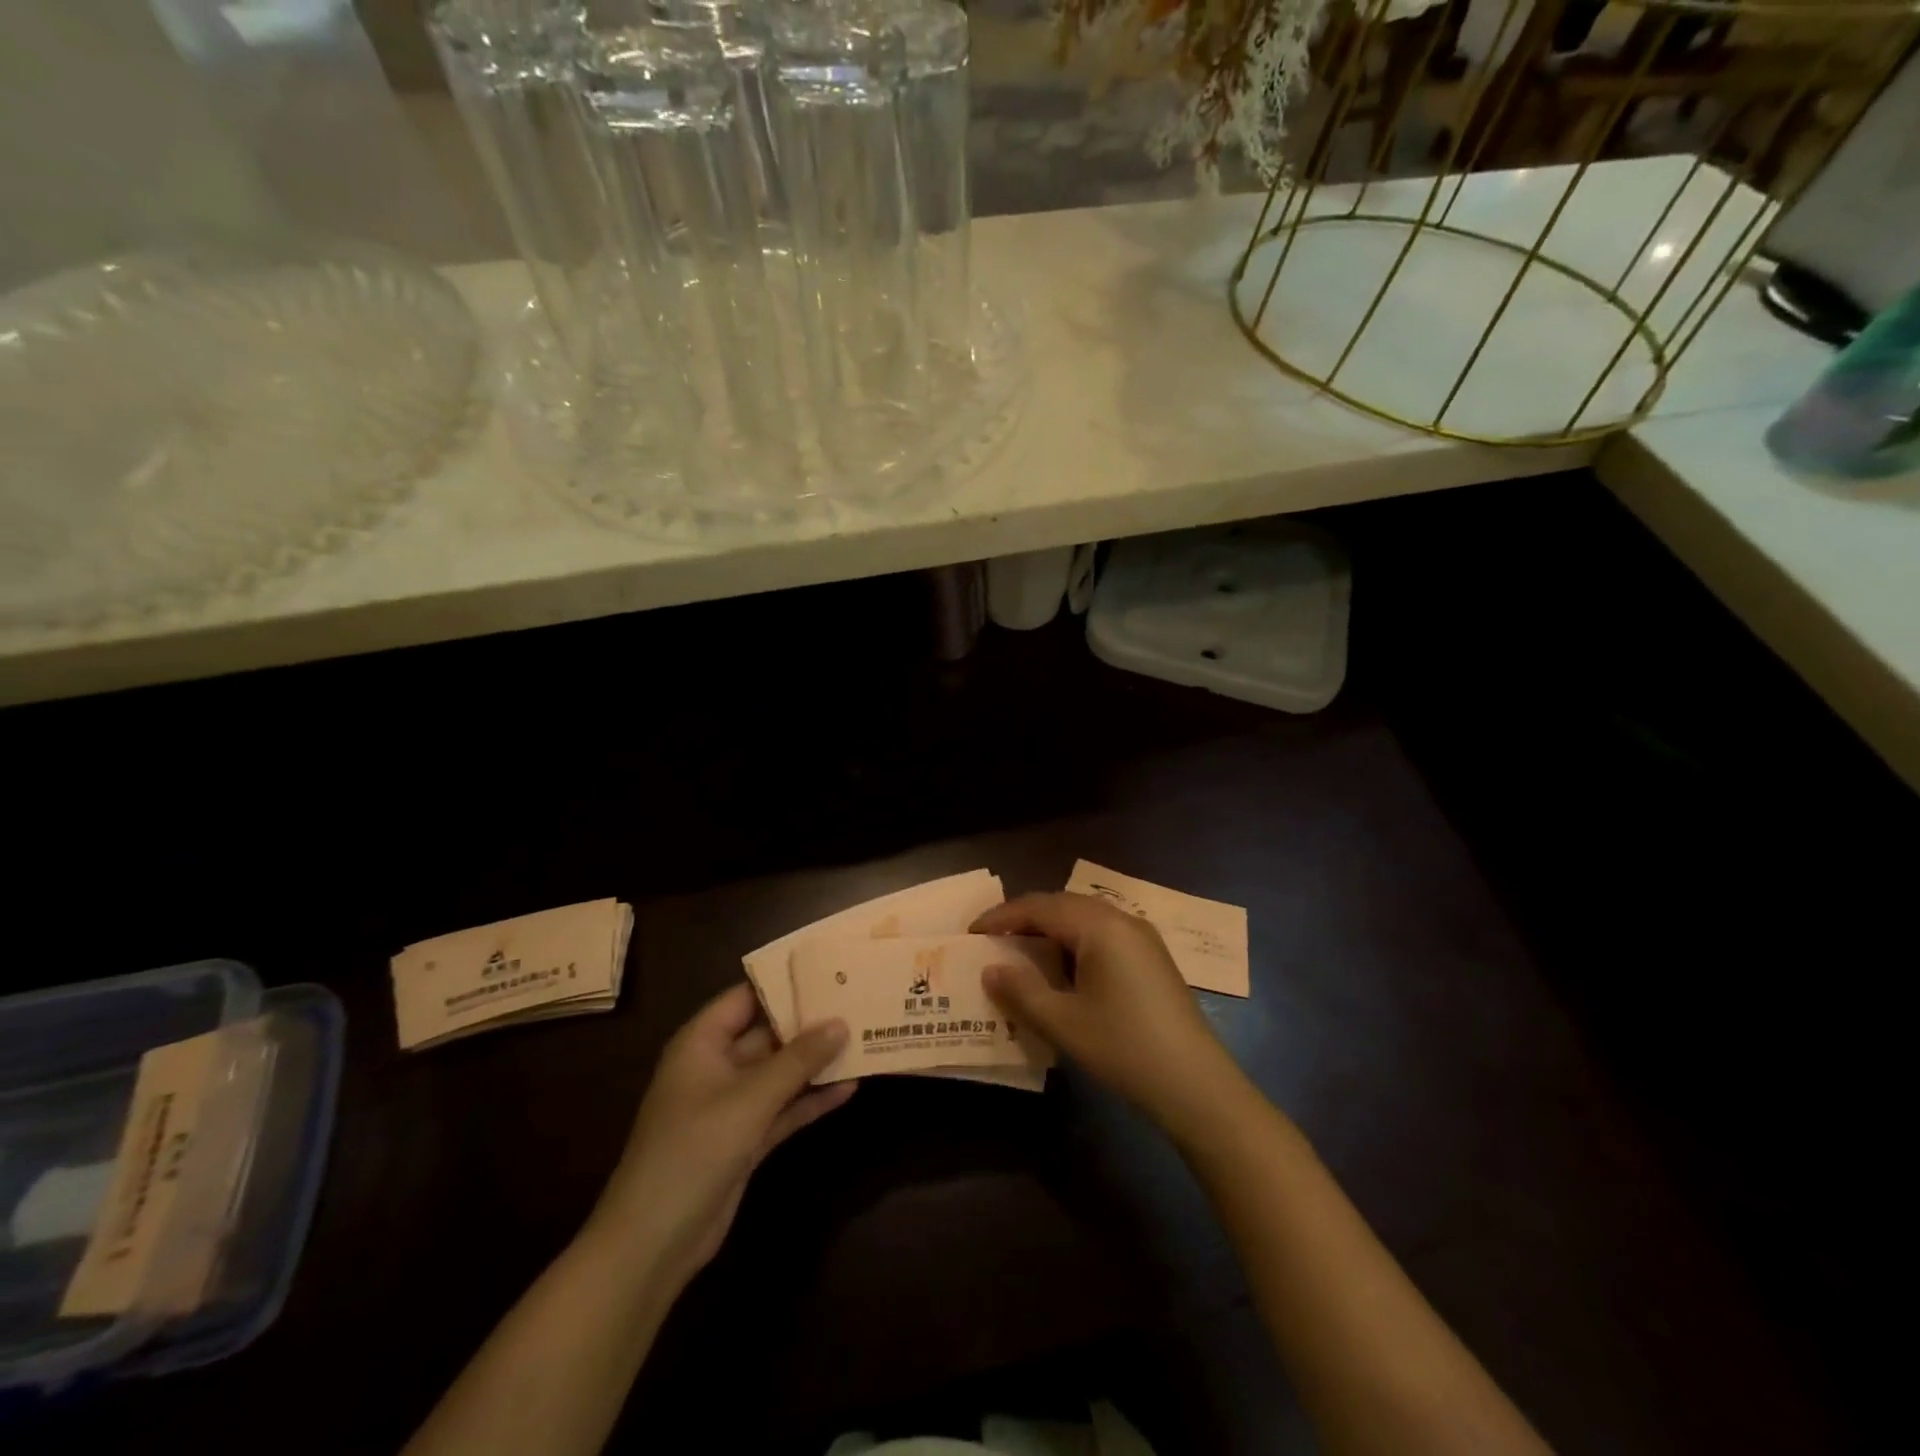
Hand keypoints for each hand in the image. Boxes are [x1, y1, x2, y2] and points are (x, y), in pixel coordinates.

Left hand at [585, 984, 853, 1288]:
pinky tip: (849, 1089)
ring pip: (779, 1072)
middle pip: (767, 1034)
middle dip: (809, 1023)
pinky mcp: (744, 1139)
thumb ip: (798, 1059)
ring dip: (815, 1063)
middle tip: (856, 1003)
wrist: (654, 1242)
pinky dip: (810, 1100)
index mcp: (702, 1043)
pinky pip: (782, 1108)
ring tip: (863, 1040)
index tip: (828, 969)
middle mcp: (716, 1066)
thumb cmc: (694, 1149)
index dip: (784, 982)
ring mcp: (730, 1105)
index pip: (746, 997)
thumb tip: (840, 1023)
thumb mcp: (751, 1098)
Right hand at [971, 893, 1244, 1137]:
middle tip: (992, 939)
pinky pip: (1103, 935)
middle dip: (1025, 918)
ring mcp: (1142, 938)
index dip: (1002, 917)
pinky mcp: (1152, 958)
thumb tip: (991, 968)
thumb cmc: (1124, 1048)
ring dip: (1050, 930)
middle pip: (1062, 905)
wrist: (1197, 1085)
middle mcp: (1121, 920)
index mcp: (1099, 926)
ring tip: (1021, 952)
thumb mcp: (1063, 1023)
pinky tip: (1062, 970)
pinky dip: (1074, 943)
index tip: (972, 932)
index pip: (1040, 907)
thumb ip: (1021, 991)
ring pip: (1084, 919)